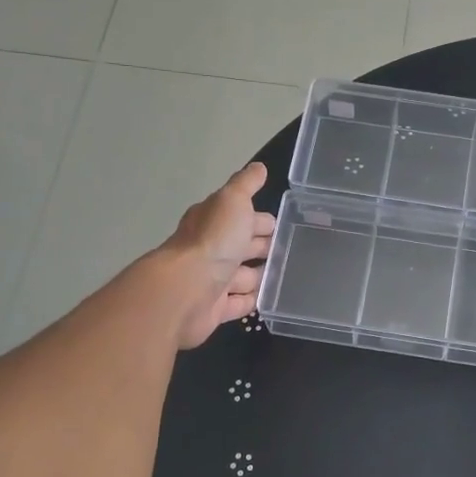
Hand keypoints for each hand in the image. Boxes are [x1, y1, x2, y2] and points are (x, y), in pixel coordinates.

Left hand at [163, 163, 276, 349]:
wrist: (186, 290)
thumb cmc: (213, 241)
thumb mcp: (232, 201)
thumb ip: (246, 184)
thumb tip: (258, 167)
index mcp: (212, 221)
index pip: (239, 216)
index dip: (258, 218)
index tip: (281, 222)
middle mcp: (209, 249)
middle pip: (240, 246)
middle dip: (261, 245)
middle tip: (290, 250)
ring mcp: (211, 281)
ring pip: (241, 276)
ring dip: (259, 275)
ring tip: (286, 275)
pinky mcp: (214, 309)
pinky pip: (238, 303)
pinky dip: (252, 300)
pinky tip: (269, 299)